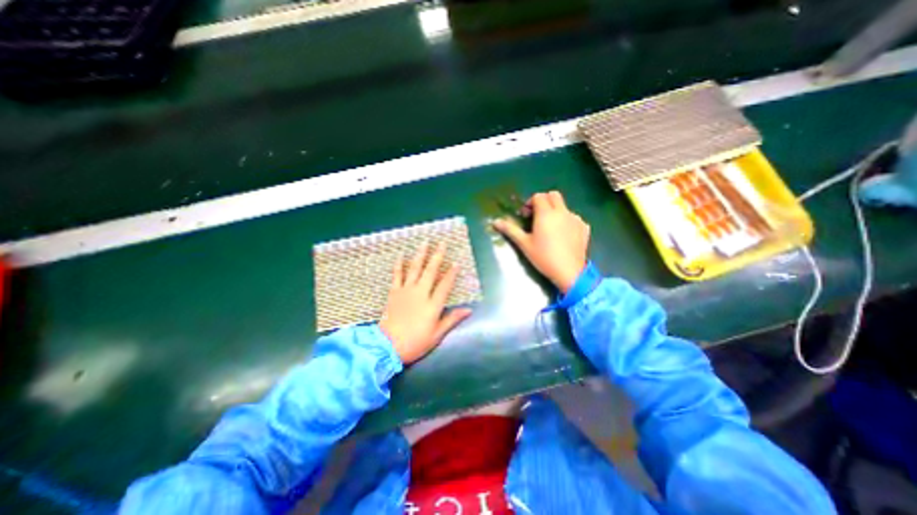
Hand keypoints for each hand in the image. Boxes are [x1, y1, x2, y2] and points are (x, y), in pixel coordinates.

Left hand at [378, 244, 472, 363]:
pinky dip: (399, 265)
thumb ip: (452, 319)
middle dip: (437, 256)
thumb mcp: (437, 335)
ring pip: (415, 269)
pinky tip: (401, 255)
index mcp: (432, 305)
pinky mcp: (394, 292)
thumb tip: (469, 310)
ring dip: (420, 255)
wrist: (387, 346)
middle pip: (431, 271)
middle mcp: (420, 293)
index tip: (456, 262)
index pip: (445, 285)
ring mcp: (406, 291)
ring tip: (424, 242)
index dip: (451, 273)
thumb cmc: (415, 342)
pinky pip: (397, 275)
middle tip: (442, 243)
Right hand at [492, 190, 590, 293]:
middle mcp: (562, 211)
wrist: (569, 271)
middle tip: (537, 216)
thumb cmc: (543, 257)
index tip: (526, 215)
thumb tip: (495, 221)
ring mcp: (575, 218)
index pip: (538, 196)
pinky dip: (567, 221)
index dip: (530, 202)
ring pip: (564, 207)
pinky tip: (563, 235)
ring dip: (556, 211)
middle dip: (544, 201)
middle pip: (554, 195)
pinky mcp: (584, 227)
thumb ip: (510, 230)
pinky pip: (574, 218)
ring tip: (550, 228)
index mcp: (546, 213)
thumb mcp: (524, 244)